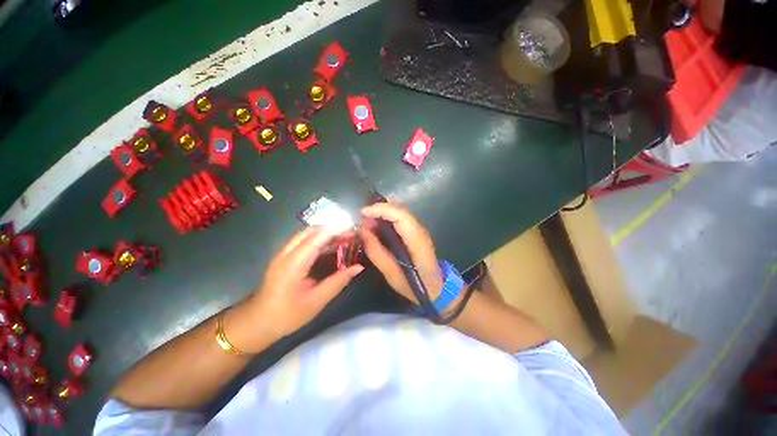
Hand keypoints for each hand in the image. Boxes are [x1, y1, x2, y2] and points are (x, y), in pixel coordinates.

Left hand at [246, 227, 363, 342]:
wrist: (258, 322)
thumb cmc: (288, 315)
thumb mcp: (317, 301)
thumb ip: (338, 281)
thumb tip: (358, 267)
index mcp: (293, 264)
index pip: (317, 238)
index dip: (336, 231)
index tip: (354, 230)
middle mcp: (286, 253)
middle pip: (311, 231)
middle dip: (332, 229)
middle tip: (350, 235)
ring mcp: (283, 253)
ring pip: (306, 234)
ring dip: (325, 233)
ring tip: (343, 238)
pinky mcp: (284, 256)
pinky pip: (303, 240)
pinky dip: (318, 239)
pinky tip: (329, 246)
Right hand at [358, 203, 443, 303]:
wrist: (435, 288)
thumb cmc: (414, 285)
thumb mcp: (391, 274)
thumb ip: (376, 252)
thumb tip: (362, 231)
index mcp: (416, 240)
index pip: (400, 215)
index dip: (381, 209)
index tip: (362, 213)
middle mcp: (420, 230)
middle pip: (399, 209)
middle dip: (378, 209)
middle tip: (362, 220)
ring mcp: (419, 229)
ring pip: (399, 212)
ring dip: (382, 213)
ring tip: (367, 224)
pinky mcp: (415, 232)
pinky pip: (400, 218)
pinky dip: (386, 218)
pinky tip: (377, 227)